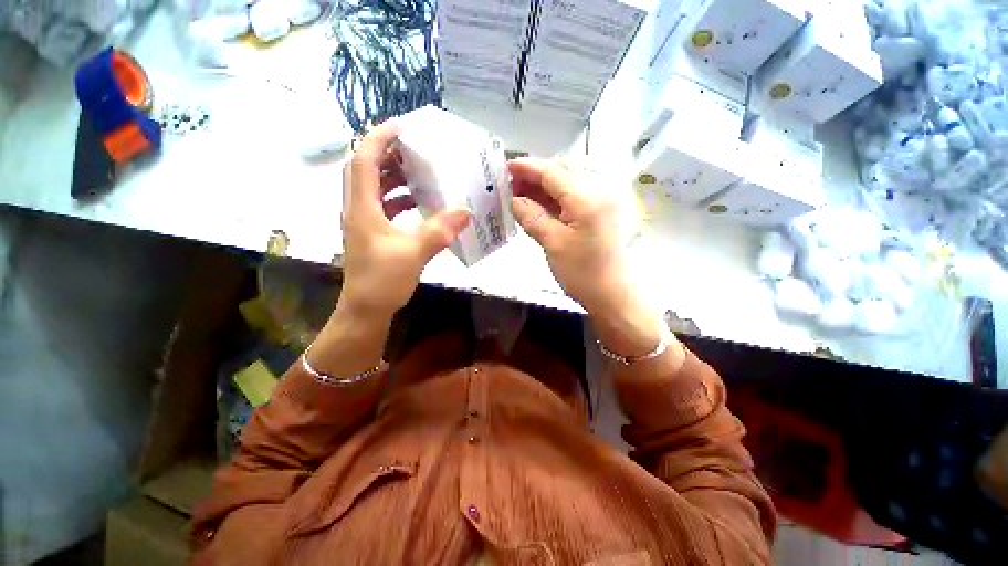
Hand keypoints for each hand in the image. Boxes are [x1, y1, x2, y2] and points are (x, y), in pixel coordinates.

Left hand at [340, 121, 471, 316]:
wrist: (366, 311)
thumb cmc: (383, 281)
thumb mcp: (414, 253)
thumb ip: (439, 230)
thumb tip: (465, 210)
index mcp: (362, 208)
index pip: (363, 160)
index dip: (379, 138)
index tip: (402, 126)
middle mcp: (358, 209)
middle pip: (365, 169)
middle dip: (388, 153)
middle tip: (415, 148)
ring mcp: (364, 222)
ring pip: (374, 187)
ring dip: (394, 175)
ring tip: (420, 170)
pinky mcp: (373, 234)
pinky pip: (384, 205)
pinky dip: (399, 197)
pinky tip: (418, 201)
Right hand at [510, 157, 681, 367]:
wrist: (612, 295)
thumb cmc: (582, 272)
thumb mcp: (552, 243)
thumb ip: (532, 216)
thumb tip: (514, 200)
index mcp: (586, 197)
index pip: (552, 172)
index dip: (527, 167)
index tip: (506, 166)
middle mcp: (597, 192)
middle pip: (561, 172)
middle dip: (535, 175)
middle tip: (512, 185)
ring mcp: (600, 203)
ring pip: (567, 184)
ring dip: (544, 186)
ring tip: (521, 194)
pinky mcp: (598, 214)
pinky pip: (572, 197)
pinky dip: (554, 198)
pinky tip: (539, 205)